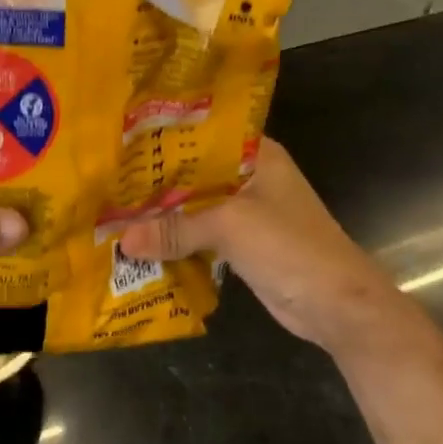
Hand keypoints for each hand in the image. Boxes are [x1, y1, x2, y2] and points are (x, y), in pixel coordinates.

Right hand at [117, 138, 401, 351]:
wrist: (338, 307)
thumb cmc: (290, 248)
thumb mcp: (229, 227)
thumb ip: (174, 229)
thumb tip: (122, 242)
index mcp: (254, 155)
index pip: (199, 135)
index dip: (160, 139)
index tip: (118, 142)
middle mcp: (247, 177)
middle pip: (190, 174)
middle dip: (151, 182)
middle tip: (103, 181)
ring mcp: (243, 212)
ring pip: (190, 206)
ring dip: (159, 214)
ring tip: (109, 210)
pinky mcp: (238, 243)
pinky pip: (196, 235)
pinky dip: (172, 239)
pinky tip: (137, 242)